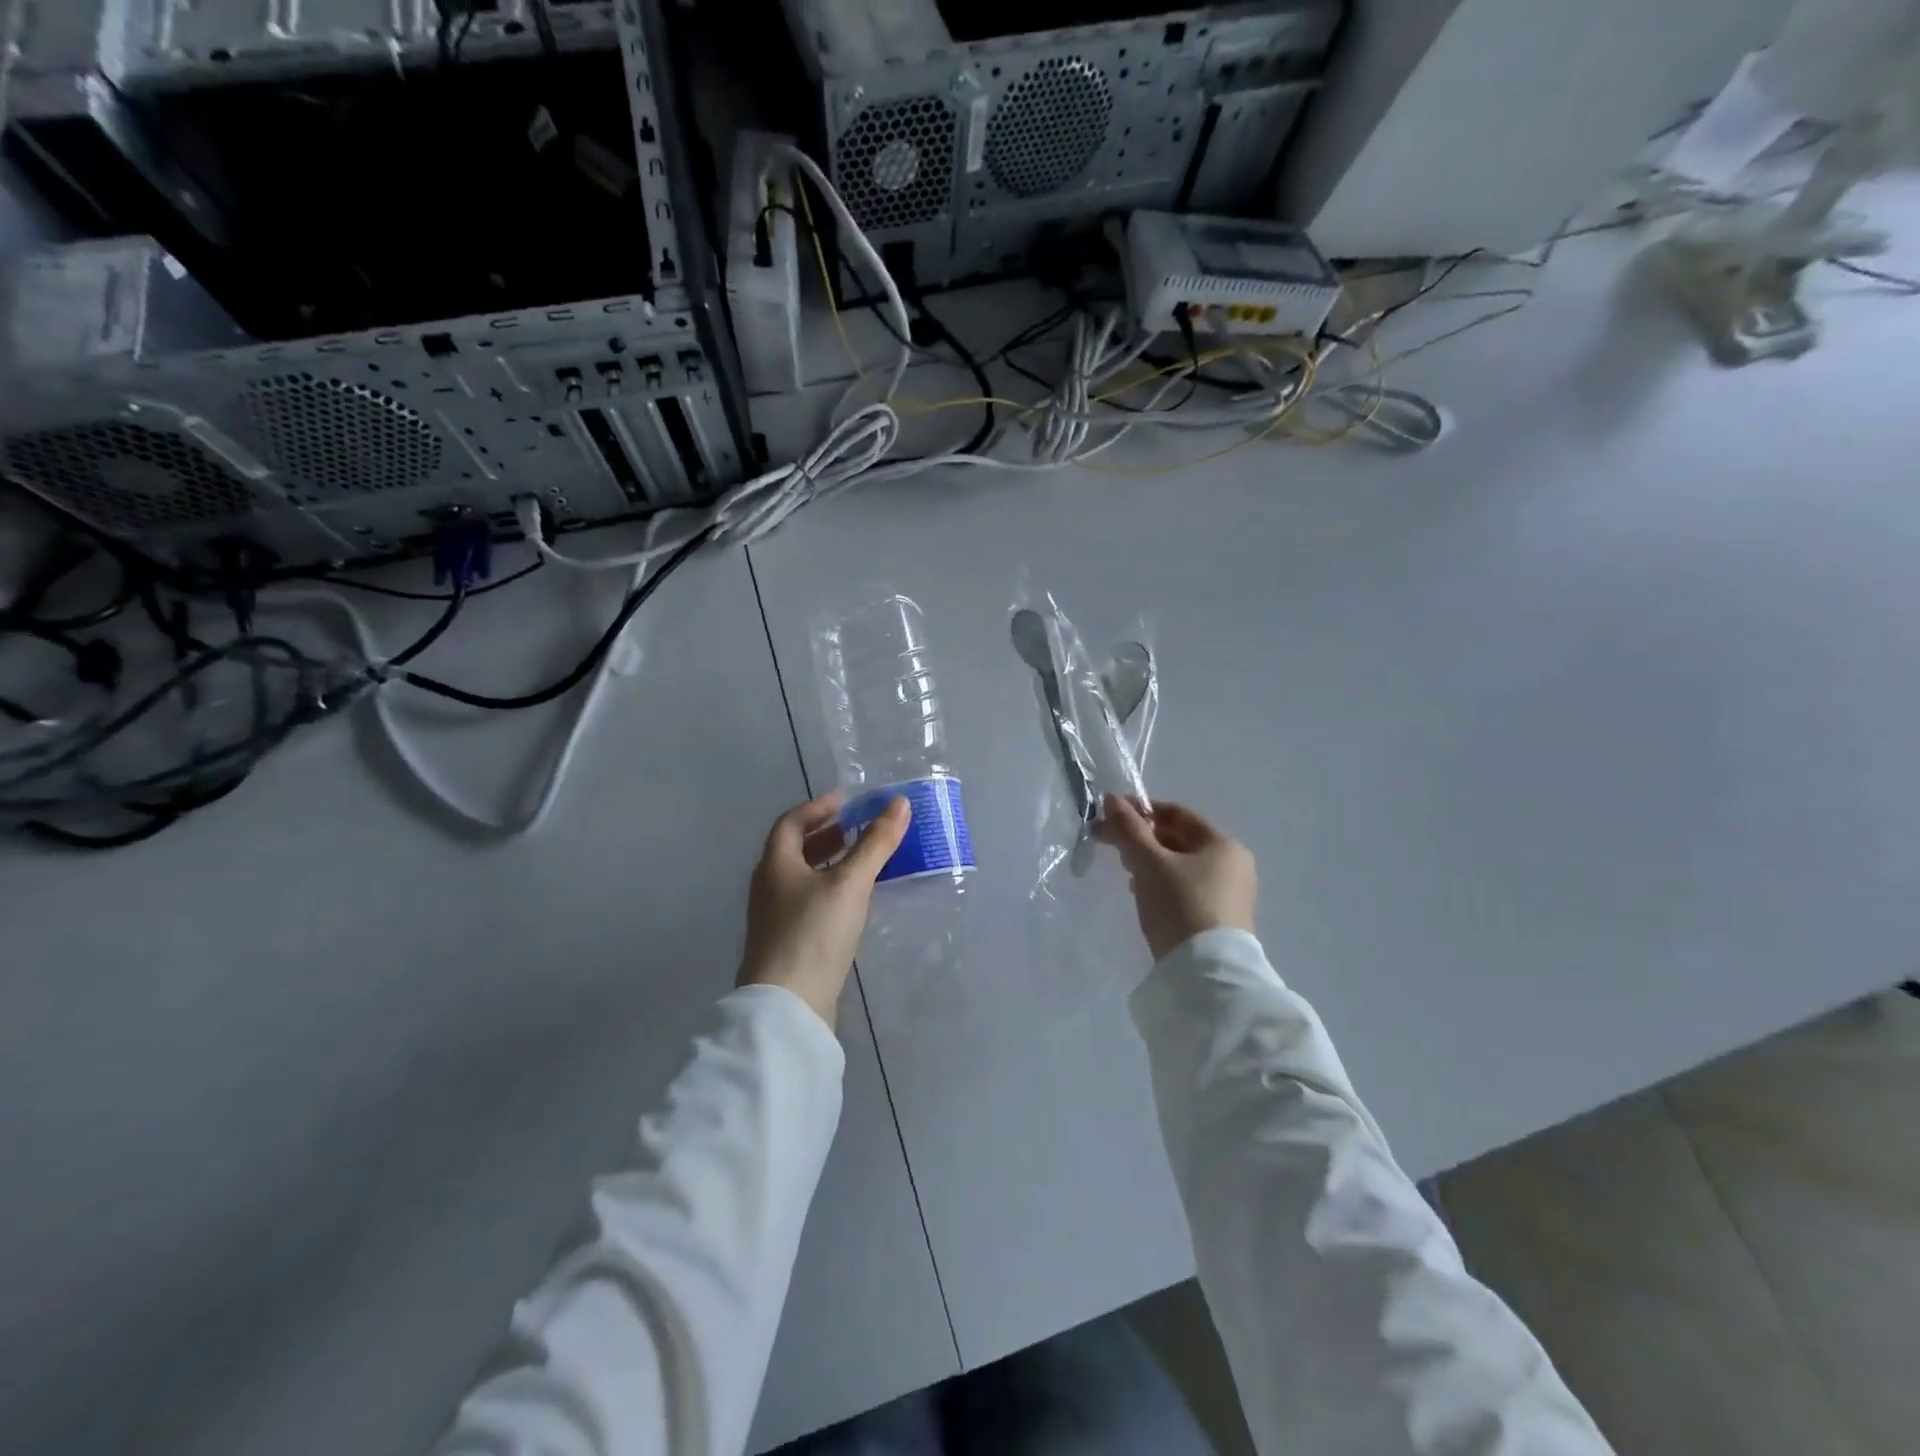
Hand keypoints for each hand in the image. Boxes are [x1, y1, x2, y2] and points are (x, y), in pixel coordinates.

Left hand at [738, 791, 911, 1027]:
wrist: (789, 1006)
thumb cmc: (814, 933)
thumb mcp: (850, 883)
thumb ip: (876, 843)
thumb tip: (900, 803)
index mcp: (775, 864)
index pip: (791, 822)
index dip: (818, 807)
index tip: (847, 800)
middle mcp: (769, 886)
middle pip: (795, 849)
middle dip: (827, 835)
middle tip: (859, 828)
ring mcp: (775, 917)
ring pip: (804, 877)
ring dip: (831, 863)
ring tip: (864, 862)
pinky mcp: (788, 942)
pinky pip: (810, 902)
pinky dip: (831, 890)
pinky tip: (855, 902)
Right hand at [1102, 795, 1257, 961]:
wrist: (1206, 973)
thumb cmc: (1179, 905)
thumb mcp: (1149, 863)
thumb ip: (1129, 829)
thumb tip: (1111, 799)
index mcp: (1223, 844)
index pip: (1177, 814)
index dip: (1142, 811)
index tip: (1110, 817)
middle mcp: (1233, 865)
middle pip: (1179, 840)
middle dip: (1143, 839)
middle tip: (1113, 847)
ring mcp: (1229, 894)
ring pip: (1181, 866)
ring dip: (1150, 863)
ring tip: (1126, 874)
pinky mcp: (1220, 919)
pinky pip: (1186, 889)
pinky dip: (1163, 884)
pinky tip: (1143, 896)